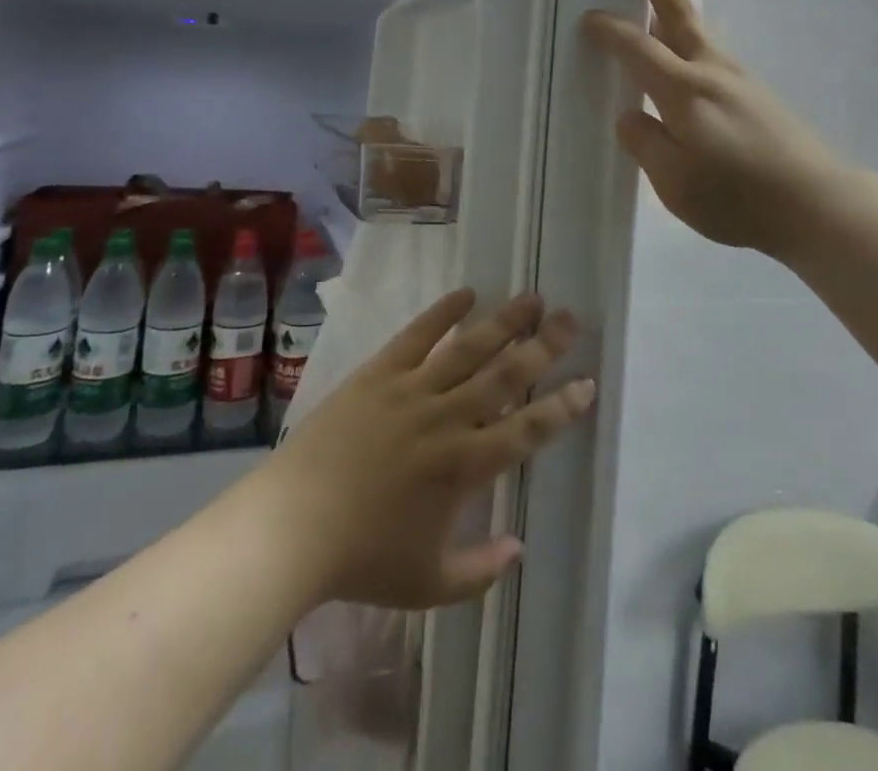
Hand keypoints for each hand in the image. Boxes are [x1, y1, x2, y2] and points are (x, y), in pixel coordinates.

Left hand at [255, 291, 593, 609]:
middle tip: (569, 319)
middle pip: (506, 375)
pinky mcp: (379, 374)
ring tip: (531, 297)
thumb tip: (519, 549)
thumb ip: (480, 571)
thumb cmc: (361, 560)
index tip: (587, 382)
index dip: (561, 406)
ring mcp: (412, 391)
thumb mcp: (428, 585)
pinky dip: (443, 312)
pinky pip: (417, 336)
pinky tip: (466, 293)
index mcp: (465, 467)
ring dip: (504, 322)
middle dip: (543, 346)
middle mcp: (447, 419)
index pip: (527, 430)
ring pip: (469, 348)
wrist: (291, 527)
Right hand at [583, 0, 847, 260]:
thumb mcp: (675, 183)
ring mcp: (740, 81)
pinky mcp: (758, 95)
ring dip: (680, 6)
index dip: (611, 31)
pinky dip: (697, 36)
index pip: (638, 49)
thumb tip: (630, 115)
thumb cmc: (738, 197)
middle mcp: (712, 73)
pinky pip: (716, 52)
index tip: (589, 17)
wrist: (816, 203)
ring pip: (702, 32)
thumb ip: (646, 144)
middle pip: (680, 17)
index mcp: (684, 92)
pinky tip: (695, 50)